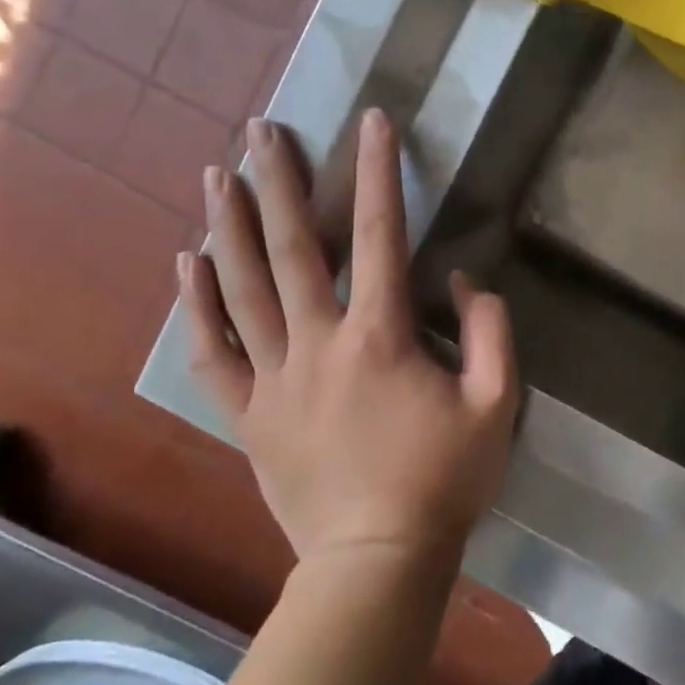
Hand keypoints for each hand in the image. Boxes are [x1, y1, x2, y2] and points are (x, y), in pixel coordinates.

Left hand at [179, 110, 519, 568]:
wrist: (376, 562)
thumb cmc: (444, 480)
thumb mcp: (497, 404)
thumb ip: (490, 330)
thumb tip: (458, 277)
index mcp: (381, 336)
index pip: (379, 234)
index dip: (378, 172)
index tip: (372, 121)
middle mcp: (318, 342)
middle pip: (291, 247)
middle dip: (276, 180)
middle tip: (259, 129)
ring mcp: (274, 377)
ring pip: (241, 288)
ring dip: (226, 225)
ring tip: (213, 173)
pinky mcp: (248, 412)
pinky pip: (212, 351)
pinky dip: (196, 304)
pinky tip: (186, 263)